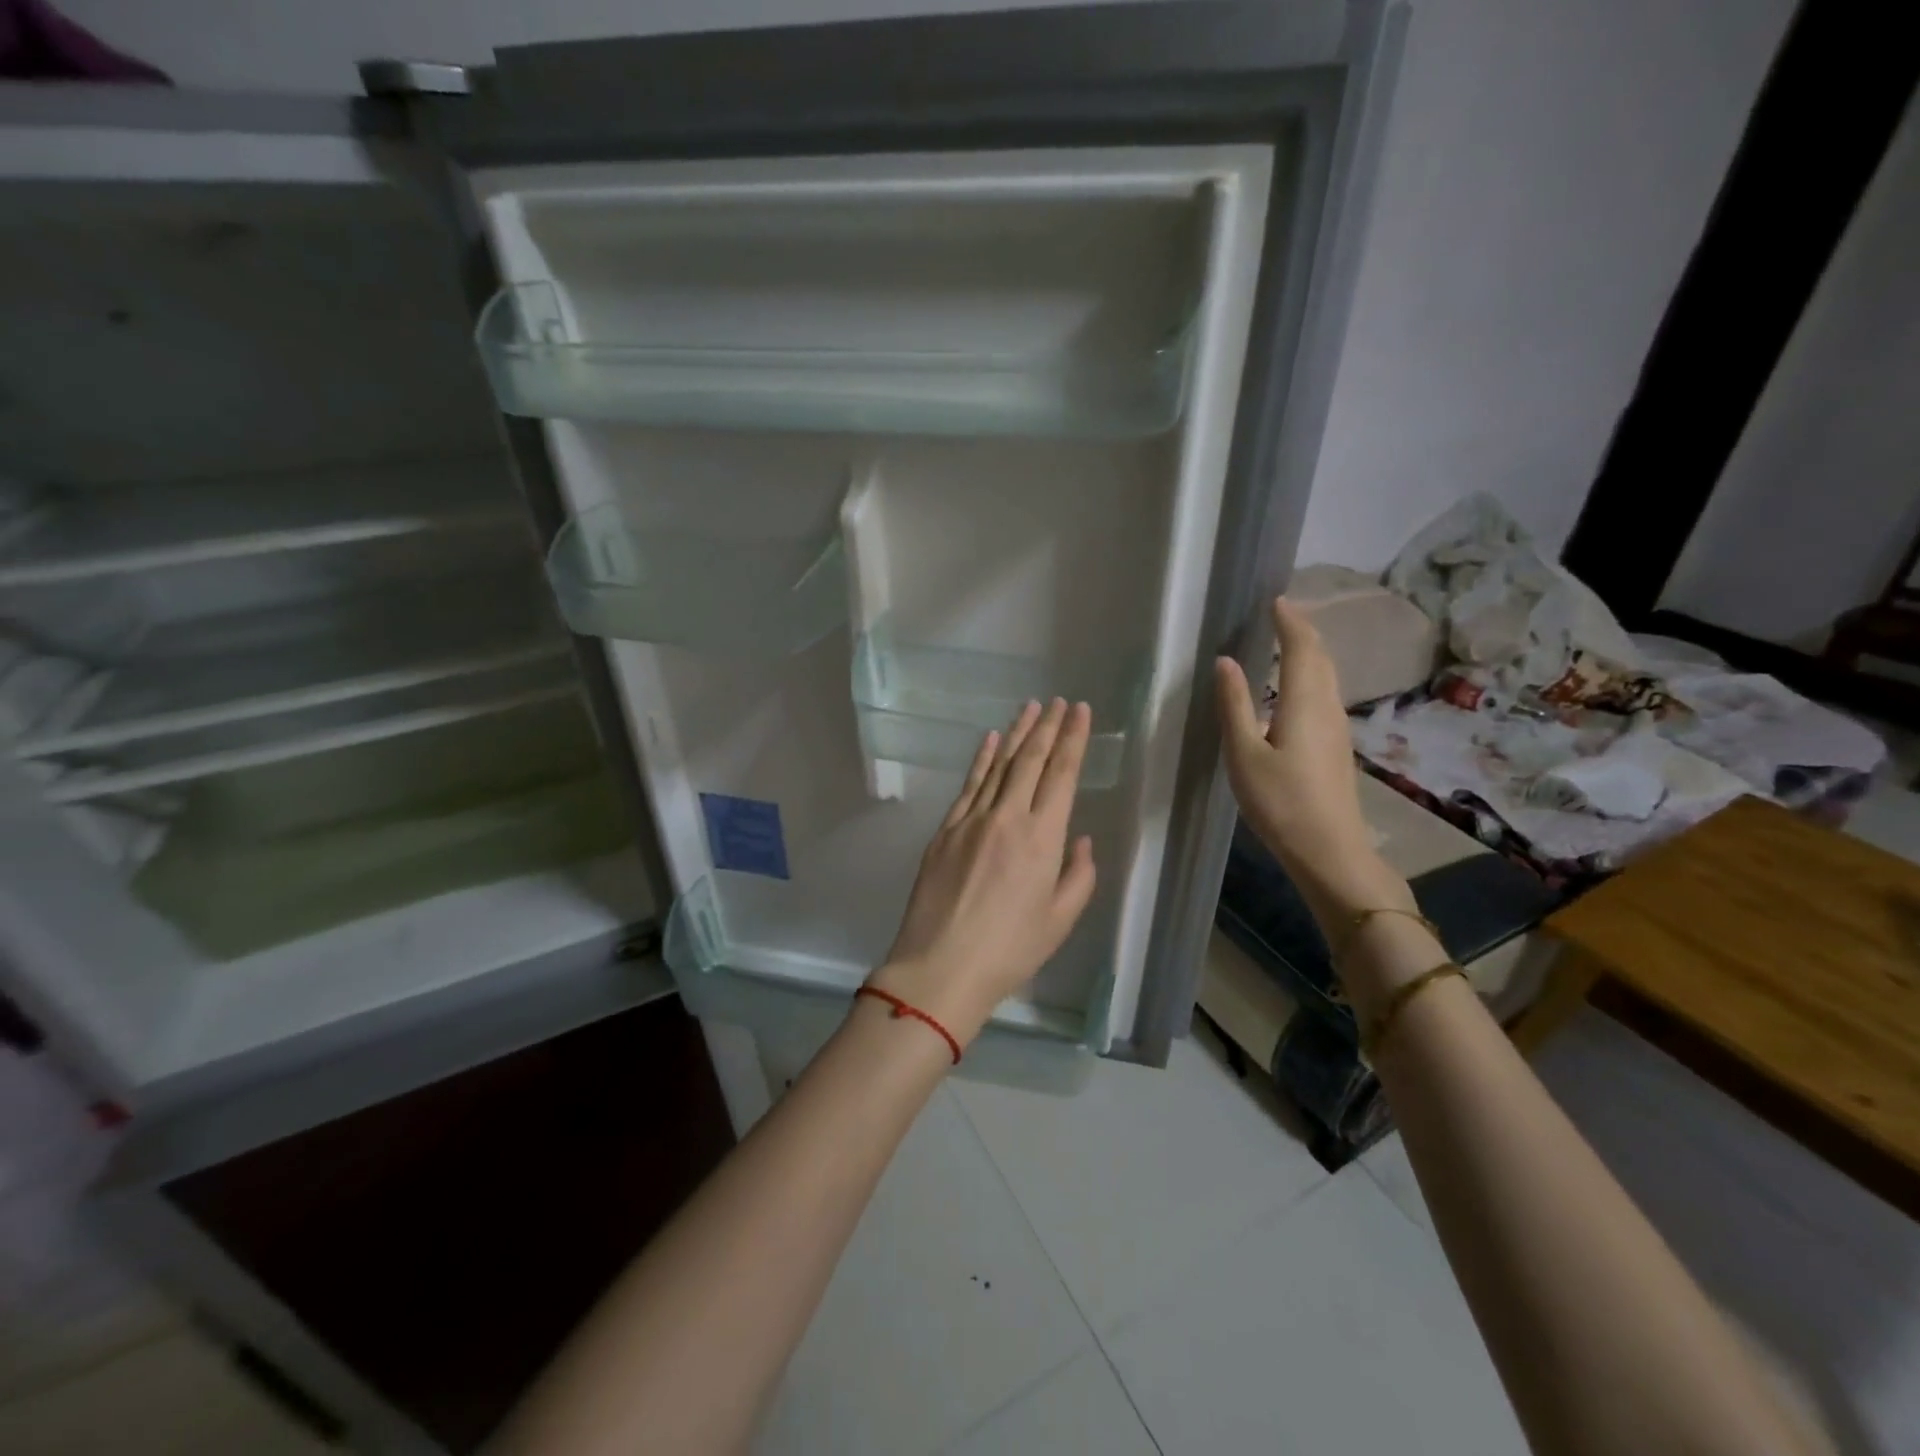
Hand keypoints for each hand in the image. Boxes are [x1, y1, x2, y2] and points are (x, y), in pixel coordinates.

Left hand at [869, 698, 1097, 1047]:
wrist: (940, 966)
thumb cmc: (1009, 951)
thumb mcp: (1059, 921)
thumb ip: (1077, 876)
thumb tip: (1079, 841)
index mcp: (1042, 839)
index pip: (1061, 775)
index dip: (1073, 740)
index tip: (1080, 712)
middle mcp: (1007, 818)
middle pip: (1030, 761)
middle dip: (1048, 727)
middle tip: (1059, 701)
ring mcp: (970, 820)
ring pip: (998, 766)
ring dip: (1016, 734)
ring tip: (1030, 708)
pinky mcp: (944, 831)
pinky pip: (968, 785)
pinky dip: (981, 759)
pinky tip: (990, 740)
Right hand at [1215, 597, 1407, 917]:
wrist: (1329, 849)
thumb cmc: (1280, 802)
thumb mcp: (1244, 754)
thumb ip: (1234, 705)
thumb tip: (1225, 661)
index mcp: (1304, 702)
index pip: (1300, 647)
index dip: (1289, 621)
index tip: (1275, 600)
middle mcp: (1327, 707)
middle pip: (1320, 657)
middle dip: (1302, 631)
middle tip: (1280, 615)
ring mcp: (1337, 727)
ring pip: (1327, 676)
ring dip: (1308, 653)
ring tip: (1285, 642)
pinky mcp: (1336, 746)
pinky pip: (1325, 695)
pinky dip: (1310, 676)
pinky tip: (1293, 689)